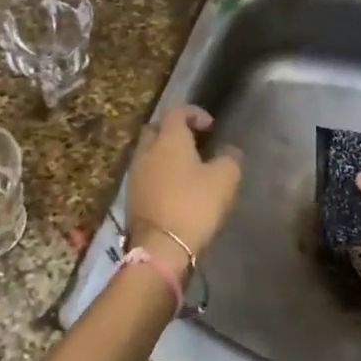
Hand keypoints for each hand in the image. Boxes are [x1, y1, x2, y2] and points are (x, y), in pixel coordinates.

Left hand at [125, 105, 240, 280]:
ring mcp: (135, 174)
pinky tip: (174, 190)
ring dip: (165, 156)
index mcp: (168, 139)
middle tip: (194, 144)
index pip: (176, 111)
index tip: (210, 127)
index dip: (194, 113)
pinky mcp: (131, 197)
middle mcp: (147, 150)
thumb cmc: (194, 205)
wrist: (160, 248)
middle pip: (156, 129)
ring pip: (148, 153)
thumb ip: (229, 158)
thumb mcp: (224, 179)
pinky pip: (146, 175)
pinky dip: (159, 176)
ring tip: (186, 170)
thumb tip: (228, 151)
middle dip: (174, 132)